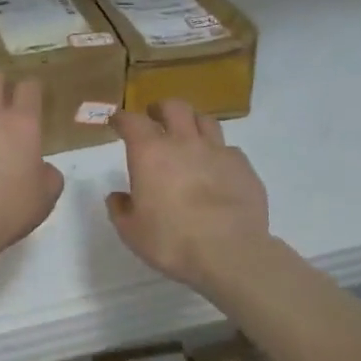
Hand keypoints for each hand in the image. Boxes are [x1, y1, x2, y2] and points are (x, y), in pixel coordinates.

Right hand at [107, 99, 268, 288]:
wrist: (230, 253)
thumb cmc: (171, 241)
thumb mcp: (132, 232)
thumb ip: (120, 209)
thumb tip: (117, 197)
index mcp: (150, 153)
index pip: (131, 121)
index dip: (122, 118)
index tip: (117, 122)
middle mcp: (183, 142)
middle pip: (174, 107)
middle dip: (161, 108)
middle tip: (155, 118)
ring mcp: (217, 151)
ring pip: (205, 120)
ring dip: (193, 123)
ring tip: (189, 136)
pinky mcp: (243, 167)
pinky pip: (229, 149)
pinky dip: (219, 153)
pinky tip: (217, 168)